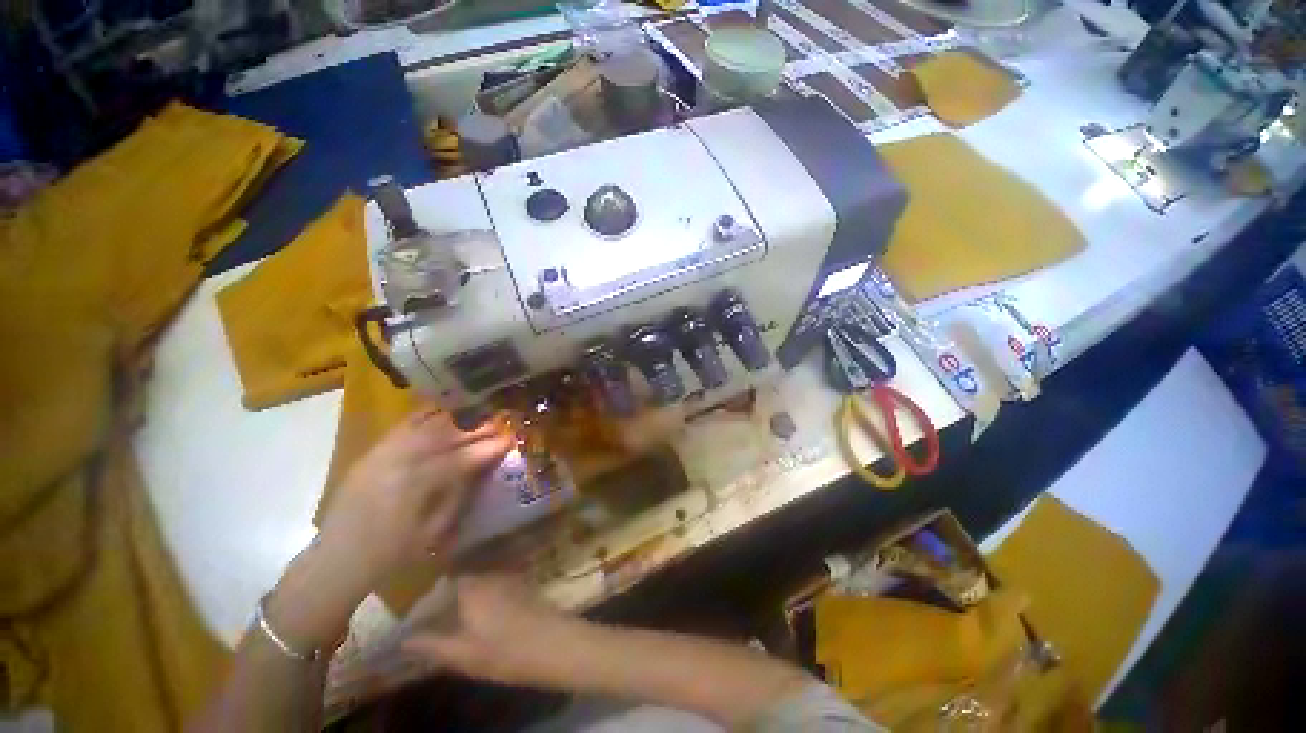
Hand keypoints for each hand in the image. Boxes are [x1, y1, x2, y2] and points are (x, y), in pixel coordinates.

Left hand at [317, 408, 513, 591]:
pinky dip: (425, 418)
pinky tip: (441, 414)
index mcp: (415, 488)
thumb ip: (458, 497)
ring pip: (424, 427)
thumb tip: (480, 470)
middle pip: (446, 437)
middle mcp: (399, 464)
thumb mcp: (433, 533)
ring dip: (454, 421)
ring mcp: (382, 455)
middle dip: (476, 430)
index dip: (488, 448)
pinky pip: (402, 428)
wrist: (337, 560)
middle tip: (498, 425)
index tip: (509, 440)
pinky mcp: (371, 454)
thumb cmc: (391, 555)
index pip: (461, 459)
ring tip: (475, 418)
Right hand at [401, 573, 572, 687]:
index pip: (441, 583)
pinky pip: (494, 589)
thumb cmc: (505, 652)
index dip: (426, 596)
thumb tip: (403, 639)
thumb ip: (431, 645)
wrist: (554, 644)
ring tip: (450, 619)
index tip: (411, 610)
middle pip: (460, 582)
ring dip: (464, 598)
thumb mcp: (463, 655)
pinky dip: (483, 600)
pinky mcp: (523, 587)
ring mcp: (509, 579)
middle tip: (428, 617)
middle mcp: (489, 576)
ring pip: (478, 585)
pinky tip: (480, 618)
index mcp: (471, 588)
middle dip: (445, 597)